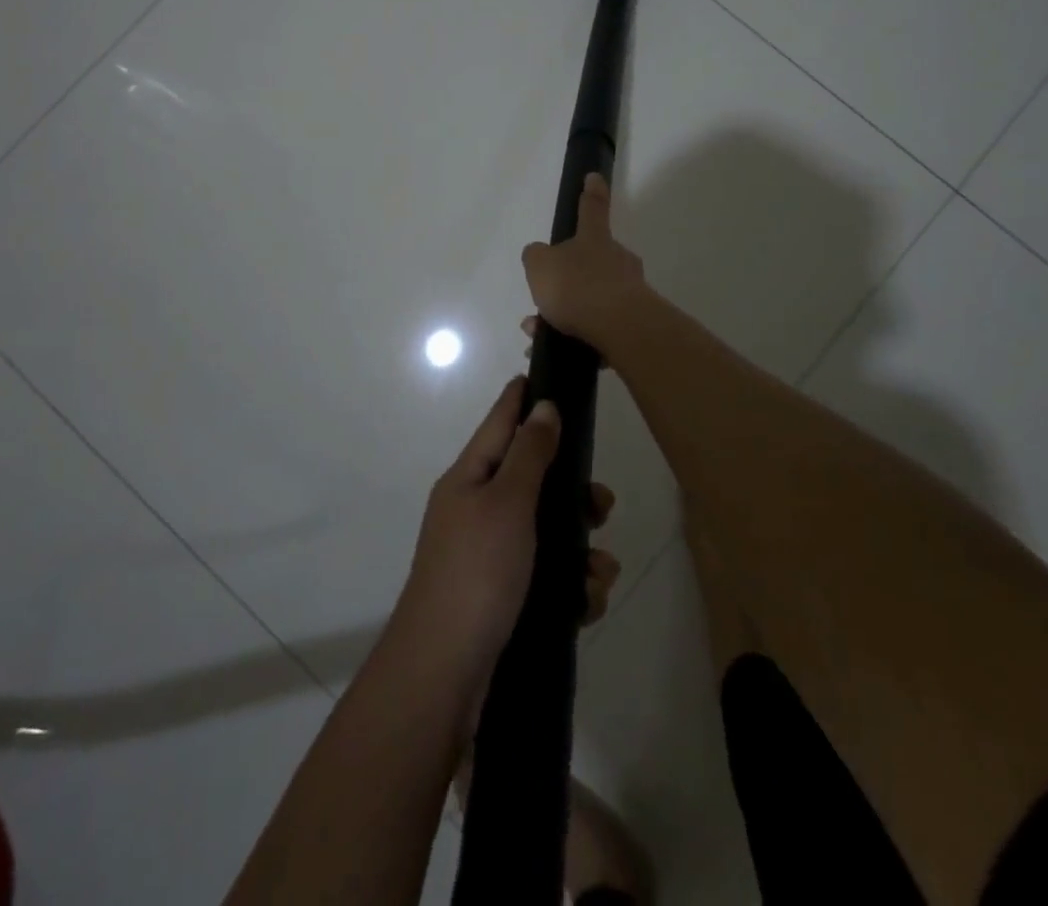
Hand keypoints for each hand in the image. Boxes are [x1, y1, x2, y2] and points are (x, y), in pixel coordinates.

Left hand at [396, 377, 620, 692]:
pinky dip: (571, 586)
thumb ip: (531, 452)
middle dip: (573, 492)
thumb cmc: (476, 572)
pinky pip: (547, 576)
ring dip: (581, 549)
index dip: (522, 397)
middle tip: (602, 505)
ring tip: (599, 573)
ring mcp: (490, 556)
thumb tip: (543, 404)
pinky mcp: (504, 597)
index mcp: (470, 478)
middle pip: (533, 480)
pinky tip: (586, 603)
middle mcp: (477, 510)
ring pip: (548, 532)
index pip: (500, 421)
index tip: (547, 374)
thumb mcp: (507, 502)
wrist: (444, 674)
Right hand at [521, 173, 648, 352]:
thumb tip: (541, 257)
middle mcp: (617, 260)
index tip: (594, 176)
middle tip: (542, 304)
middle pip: (589, 263)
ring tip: (539, 335)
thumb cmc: (577, 286)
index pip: (592, 208)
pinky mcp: (635, 322)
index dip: (591, 192)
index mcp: (595, 239)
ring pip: (591, 299)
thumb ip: (536, 257)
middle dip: (564, 283)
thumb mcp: (539, 265)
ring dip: (564, 315)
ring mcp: (630, 290)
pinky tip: (561, 351)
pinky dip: (579, 337)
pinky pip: (601, 327)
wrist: (619, 327)